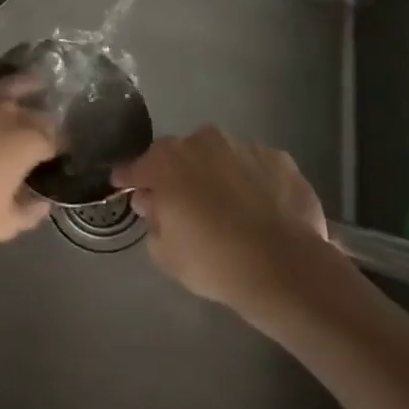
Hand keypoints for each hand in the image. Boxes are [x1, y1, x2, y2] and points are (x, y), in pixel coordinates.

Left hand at [0, 45, 56, 243]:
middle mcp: (13, 109)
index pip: (58, 137)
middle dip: (43, 116)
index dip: (61, 147)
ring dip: (26, 84)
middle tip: (40, 130)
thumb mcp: (3, 224)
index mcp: (32, 138)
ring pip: (12, 83)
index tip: (58, 157)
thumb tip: (44, 203)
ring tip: (36, 81)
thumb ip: (30, 213)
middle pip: (38, 109)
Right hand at [116, 126, 331, 315]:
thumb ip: (152, 220)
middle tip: (185, 205)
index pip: (138, 166)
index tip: (125, 185)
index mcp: (168, 160)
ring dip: (219, 175)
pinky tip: (261, 210)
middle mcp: (204, 140)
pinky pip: (256, 168)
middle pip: (182, 156)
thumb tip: (152, 202)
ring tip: (229, 208)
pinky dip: (254, 183)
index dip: (130, 177)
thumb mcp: (165, 253)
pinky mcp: (280, 158)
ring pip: (222, 157)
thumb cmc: (213, 261)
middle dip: (179, 175)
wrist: (284, 267)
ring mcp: (245, 145)